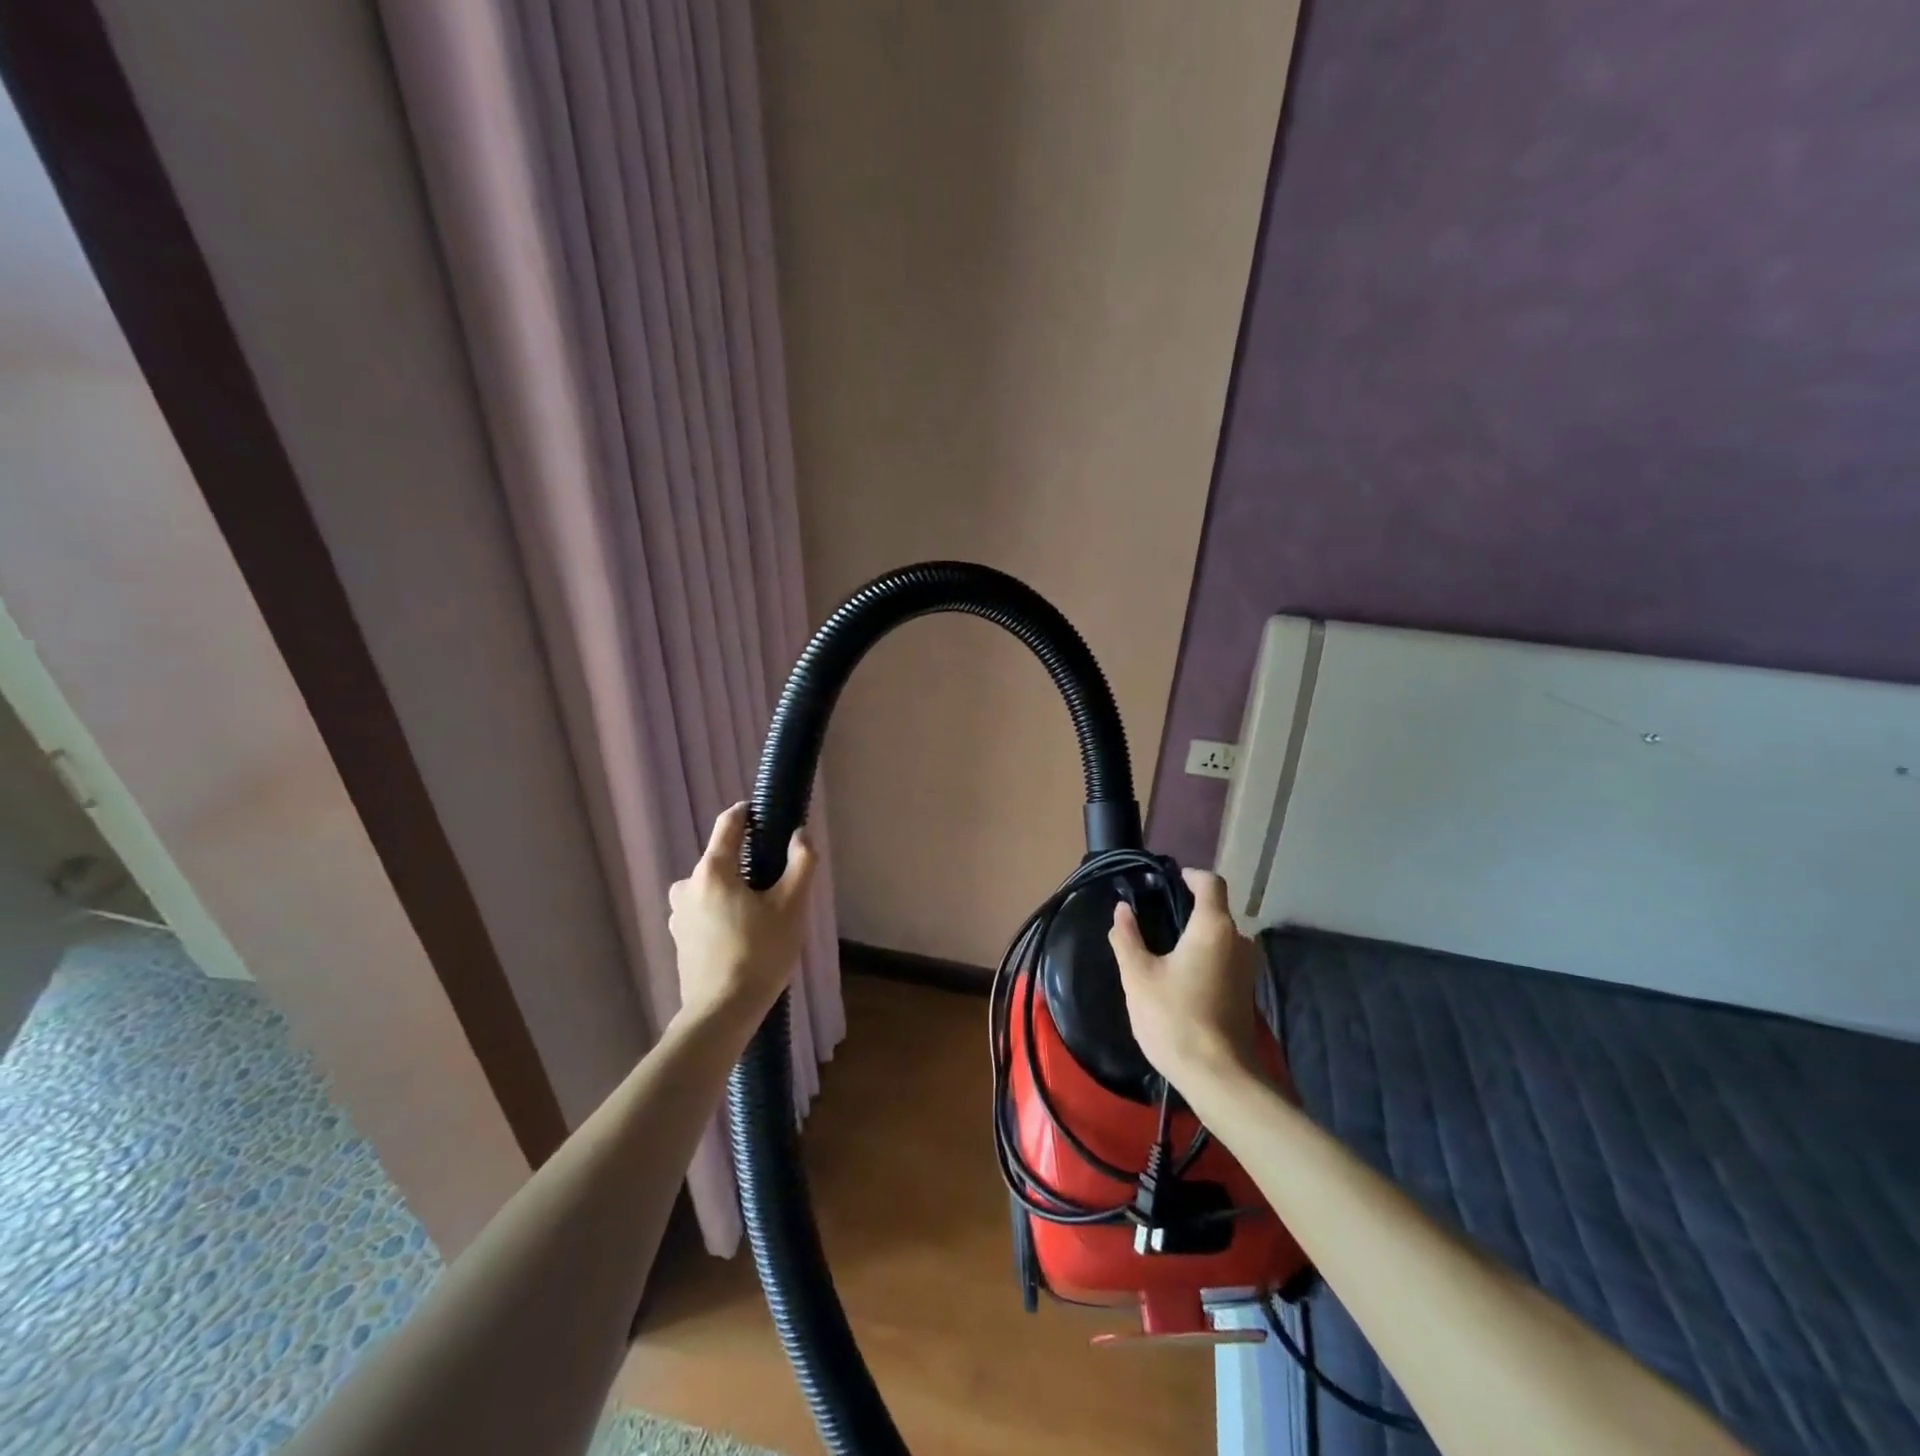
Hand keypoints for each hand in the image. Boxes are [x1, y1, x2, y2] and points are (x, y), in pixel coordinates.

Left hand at [667, 804, 816, 1027]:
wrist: (721, 1012)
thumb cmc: (759, 953)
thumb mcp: (792, 905)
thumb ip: (801, 862)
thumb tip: (801, 834)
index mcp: (712, 870)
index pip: (728, 823)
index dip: (749, 813)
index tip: (768, 816)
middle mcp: (687, 885)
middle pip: (722, 859)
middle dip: (748, 864)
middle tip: (778, 885)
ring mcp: (679, 914)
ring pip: (714, 887)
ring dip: (736, 891)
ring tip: (764, 915)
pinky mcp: (680, 938)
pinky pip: (706, 910)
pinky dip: (724, 912)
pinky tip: (745, 936)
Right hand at [1108, 868, 1264, 1095]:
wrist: (1219, 1077)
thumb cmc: (1174, 1018)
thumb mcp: (1138, 976)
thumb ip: (1127, 937)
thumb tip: (1121, 910)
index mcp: (1213, 927)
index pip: (1211, 883)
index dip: (1190, 875)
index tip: (1167, 879)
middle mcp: (1237, 941)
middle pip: (1215, 910)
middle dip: (1186, 908)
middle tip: (1152, 916)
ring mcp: (1246, 968)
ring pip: (1219, 937)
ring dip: (1194, 935)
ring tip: (1161, 947)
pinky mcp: (1245, 991)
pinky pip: (1223, 958)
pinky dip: (1203, 956)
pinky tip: (1178, 975)